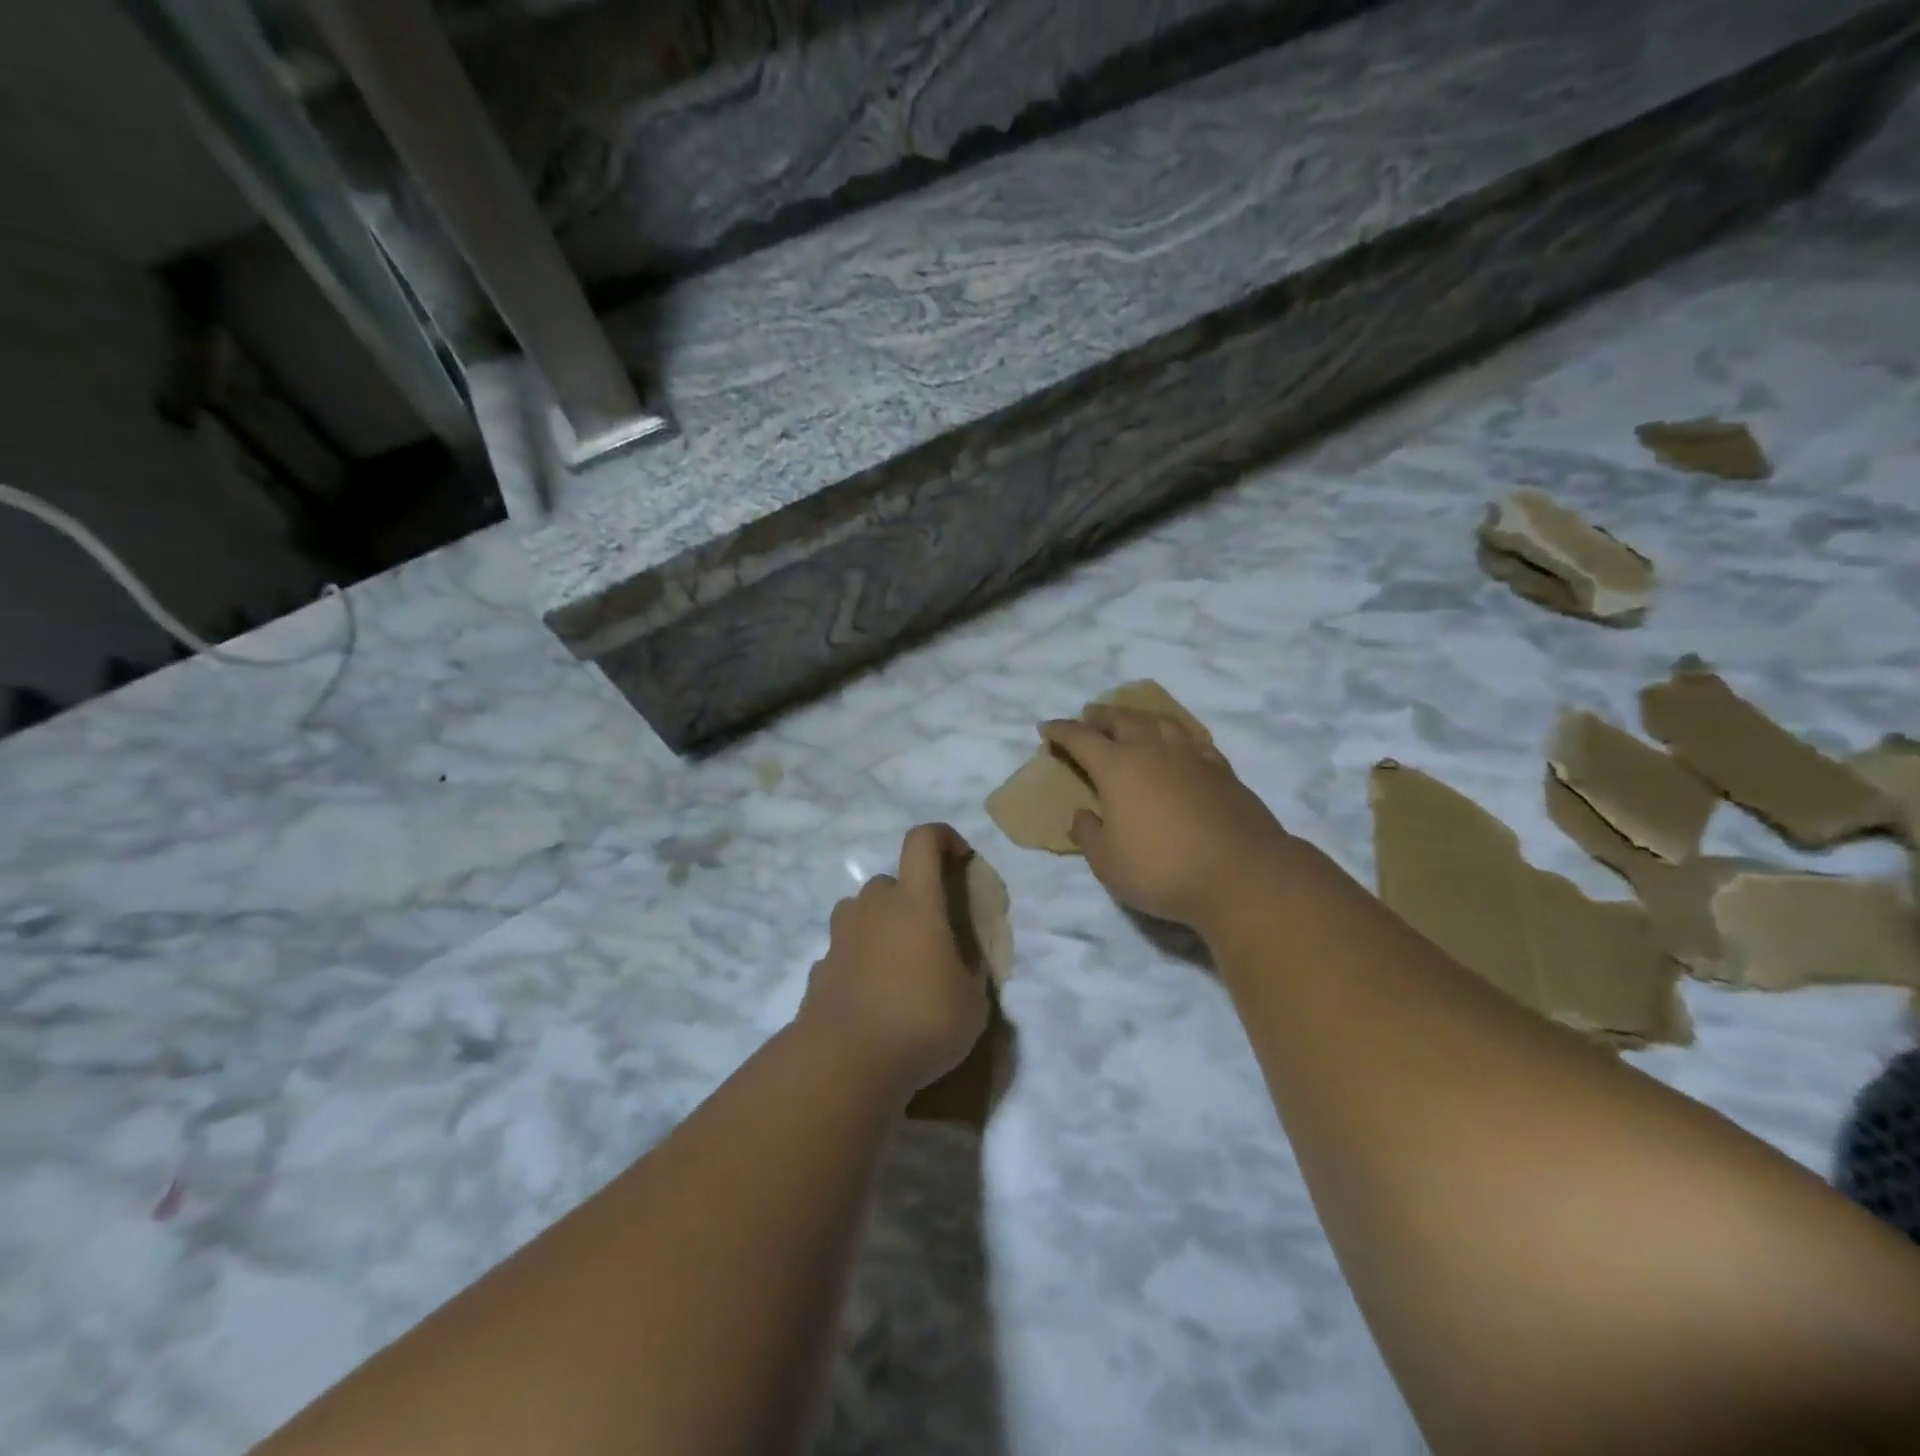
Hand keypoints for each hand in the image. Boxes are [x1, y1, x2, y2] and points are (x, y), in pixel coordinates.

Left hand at [798, 824, 991, 1096]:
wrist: (845, 1062)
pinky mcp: (818, 969)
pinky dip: (859, 963)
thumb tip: (965, 959)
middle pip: (891, 882)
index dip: (943, 838)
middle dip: (912, 899)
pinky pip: (845, 952)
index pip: (923, 840)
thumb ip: (970, 969)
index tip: (960, 859)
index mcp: (915, 901)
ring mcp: (840, 937)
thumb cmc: (922, 1020)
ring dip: (881, 928)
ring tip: (900, 967)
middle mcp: (873, 907)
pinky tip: (871, 999)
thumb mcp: (972, 1001)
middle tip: (931, 938)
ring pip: (862, 914)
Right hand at [1041, 705, 1295, 929]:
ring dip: (1138, 716)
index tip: (1046, 728)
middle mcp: (1153, 750)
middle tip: (1088, 714)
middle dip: (1100, 715)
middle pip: (1122, 719)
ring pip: (1160, 721)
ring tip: (1131, 720)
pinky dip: (1174, 734)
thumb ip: (1089, 834)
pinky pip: (1191, 739)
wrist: (1242, 875)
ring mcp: (1191, 756)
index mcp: (1117, 767)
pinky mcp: (1221, 770)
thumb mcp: (1107, 862)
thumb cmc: (1162, 869)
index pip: (1081, 738)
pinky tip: (1176, 744)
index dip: (1061, 731)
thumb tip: (1082, 815)